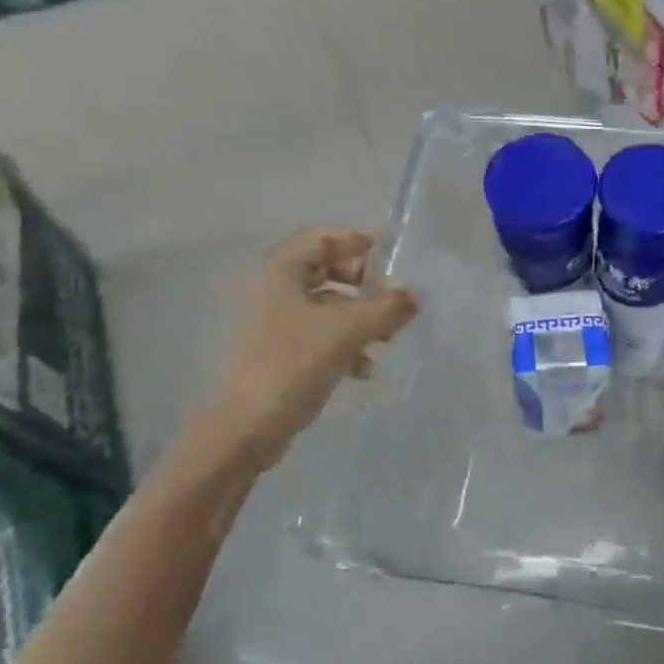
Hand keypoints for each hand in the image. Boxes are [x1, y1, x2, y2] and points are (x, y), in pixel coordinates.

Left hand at [210, 228, 417, 465]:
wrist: (247, 426)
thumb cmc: (295, 363)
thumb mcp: (349, 331)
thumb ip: (388, 308)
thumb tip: (416, 294)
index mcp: (281, 271)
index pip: (323, 237)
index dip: (358, 240)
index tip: (392, 252)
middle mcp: (273, 289)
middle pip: (325, 269)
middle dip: (363, 283)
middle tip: (390, 296)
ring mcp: (272, 321)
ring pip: (325, 303)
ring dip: (358, 314)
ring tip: (387, 338)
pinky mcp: (277, 349)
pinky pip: (318, 331)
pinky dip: (344, 340)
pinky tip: (364, 367)